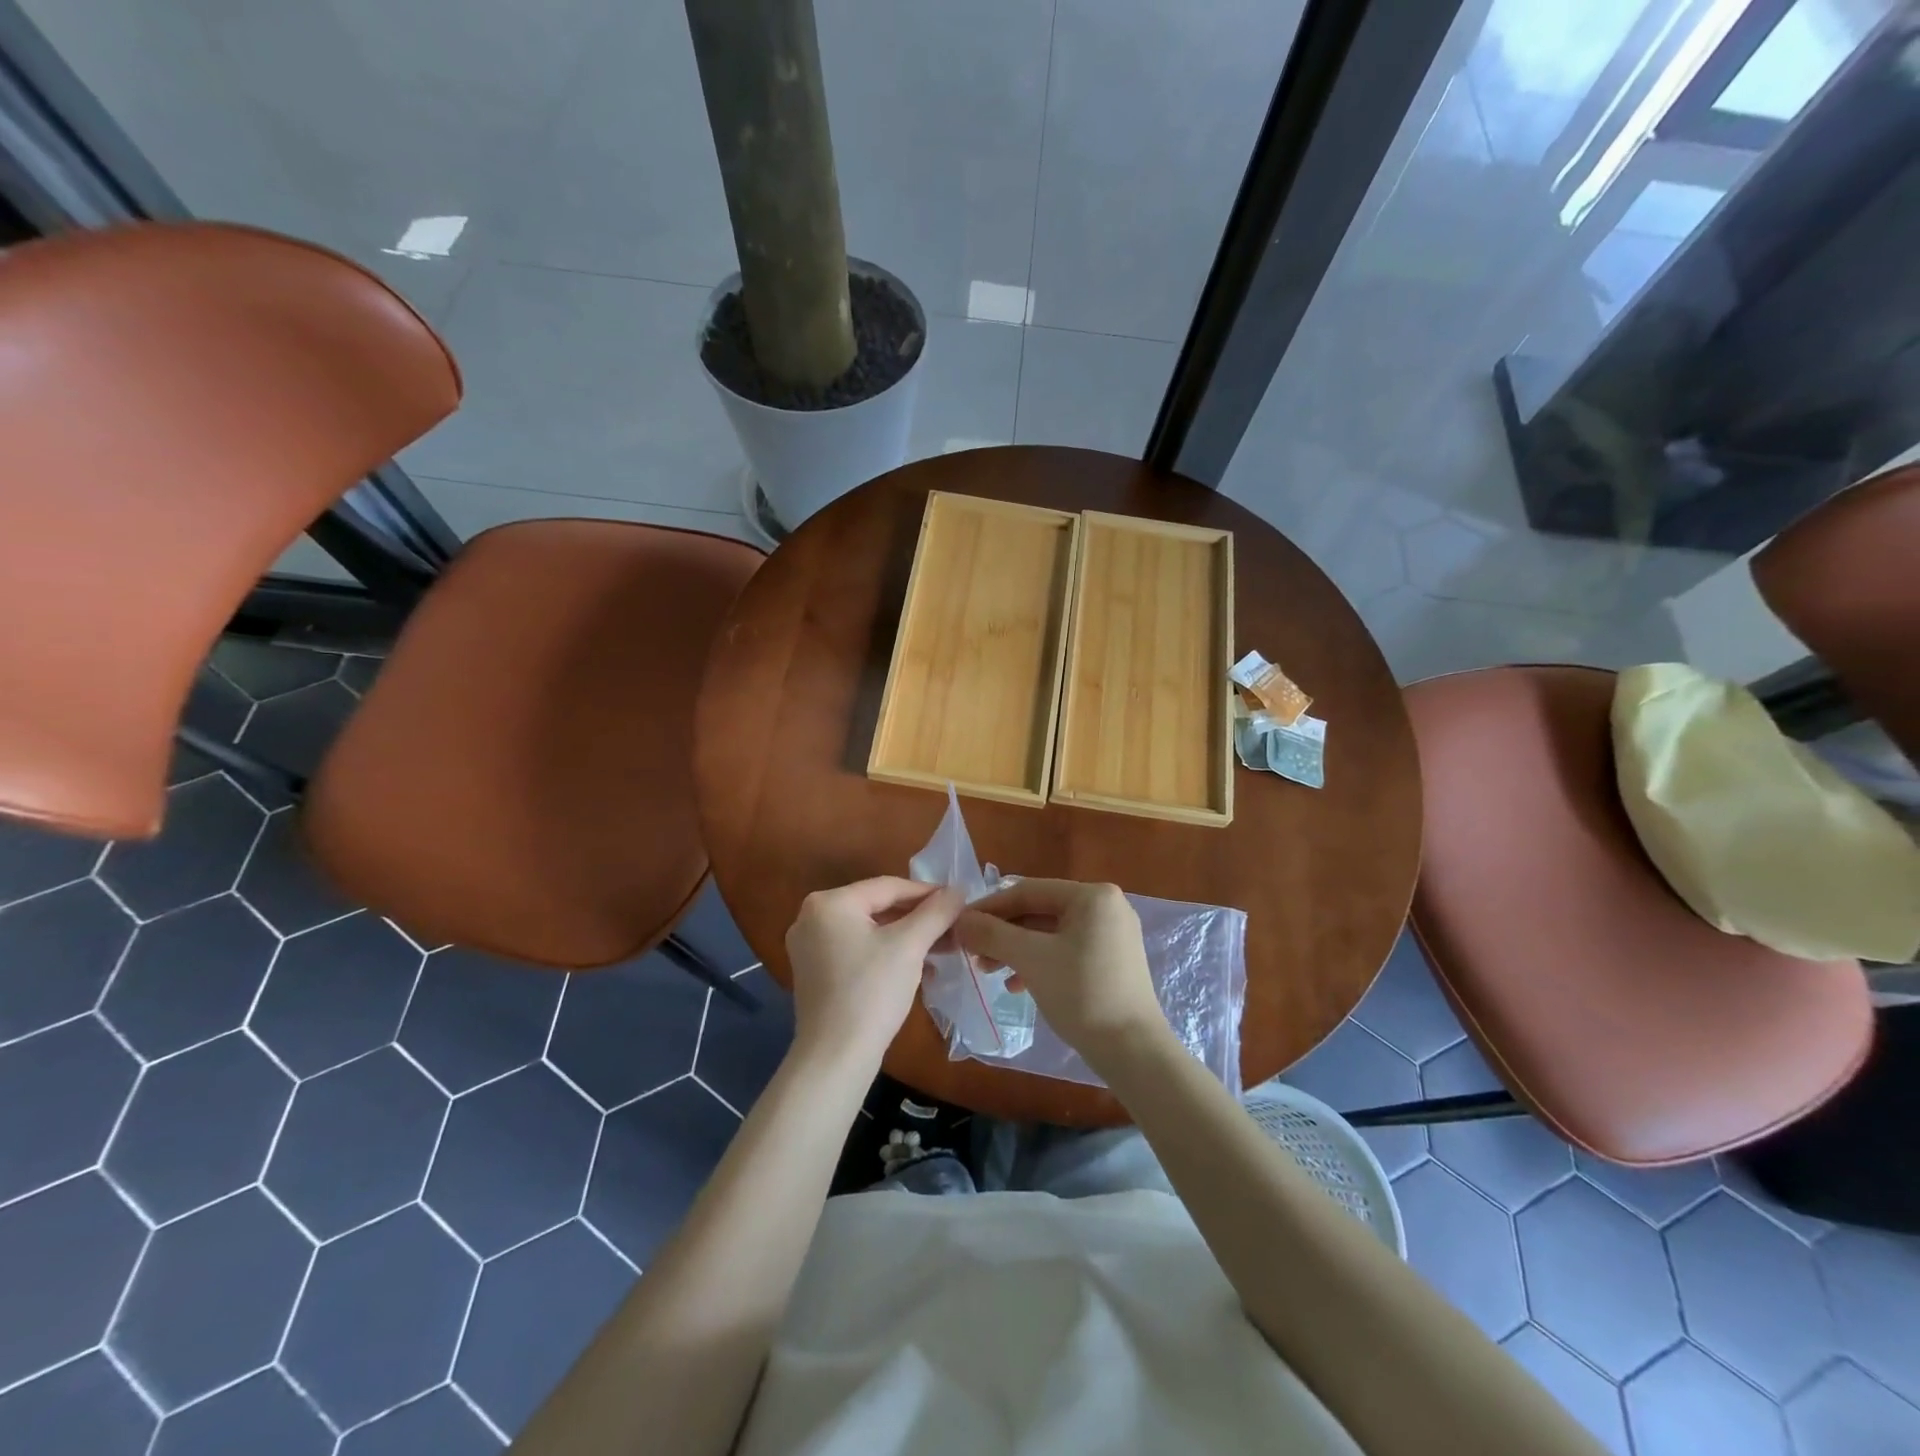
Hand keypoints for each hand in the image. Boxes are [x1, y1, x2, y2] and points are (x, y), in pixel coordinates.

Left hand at [784, 877, 963, 1069]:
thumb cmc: (871, 992)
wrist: (836, 1057)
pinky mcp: (815, 973)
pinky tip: (917, 968)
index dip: (927, 892)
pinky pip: (858, 950)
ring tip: (942, 948)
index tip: (958, 901)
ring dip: (906, 938)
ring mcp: (809, 946)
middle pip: (877, 907)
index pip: (888, 886)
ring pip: (869, 930)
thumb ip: (935, 912)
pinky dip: (886, 953)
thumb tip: (958, 890)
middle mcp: (812, 917)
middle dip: (918, 918)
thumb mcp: (909, 946)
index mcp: (829, 902)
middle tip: (953, 926)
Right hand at [953, 879, 1166, 1065]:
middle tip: (971, 952)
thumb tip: (959, 920)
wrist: (1133, 1051)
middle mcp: (1105, 906)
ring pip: (1050, 933)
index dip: (990, 907)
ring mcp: (1111, 934)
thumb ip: (993, 934)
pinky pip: (1065, 950)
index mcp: (1092, 895)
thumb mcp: (1031, 959)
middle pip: (1039, 911)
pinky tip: (1016, 985)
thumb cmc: (1082, 994)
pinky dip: (1038, 963)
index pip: (1028, 891)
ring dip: (1016, 950)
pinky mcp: (1112, 961)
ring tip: (988, 971)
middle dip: (1003, 932)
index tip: (959, 925)